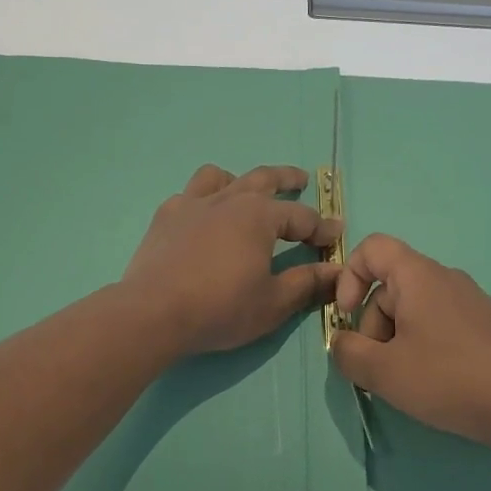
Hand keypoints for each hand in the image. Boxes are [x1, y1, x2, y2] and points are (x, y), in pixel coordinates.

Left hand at [121, 164, 341, 357]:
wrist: (153, 313)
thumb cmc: (220, 308)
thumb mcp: (273, 303)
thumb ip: (307, 283)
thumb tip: (338, 271)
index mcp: (259, 216)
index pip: (301, 217)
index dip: (321, 227)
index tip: (336, 234)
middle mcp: (228, 199)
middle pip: (263, 179)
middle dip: (287, 179)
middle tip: (301, 180)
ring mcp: (191, 204)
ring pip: (220, 177)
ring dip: (238, 180)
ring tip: (244, 191)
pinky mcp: (165, 217)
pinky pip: (188, 196)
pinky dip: (202, 201)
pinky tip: (201, 218)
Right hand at [331, 234, 490, 454]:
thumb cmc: (449, 379)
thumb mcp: (383, 372)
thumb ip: (348, 353)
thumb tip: (341, 342)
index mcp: (418, 275)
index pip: (372, 248)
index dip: (349, 276)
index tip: (347, 317)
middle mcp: (445, 277)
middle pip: (390, 286)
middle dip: (372, 324)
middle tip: (377, 369)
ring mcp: (469, 300)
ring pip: (414, 307)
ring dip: (396, 338)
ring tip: (405, 381)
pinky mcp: (485, 324)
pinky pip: (439, 321)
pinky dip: (423, 344)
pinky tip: (433, 381)